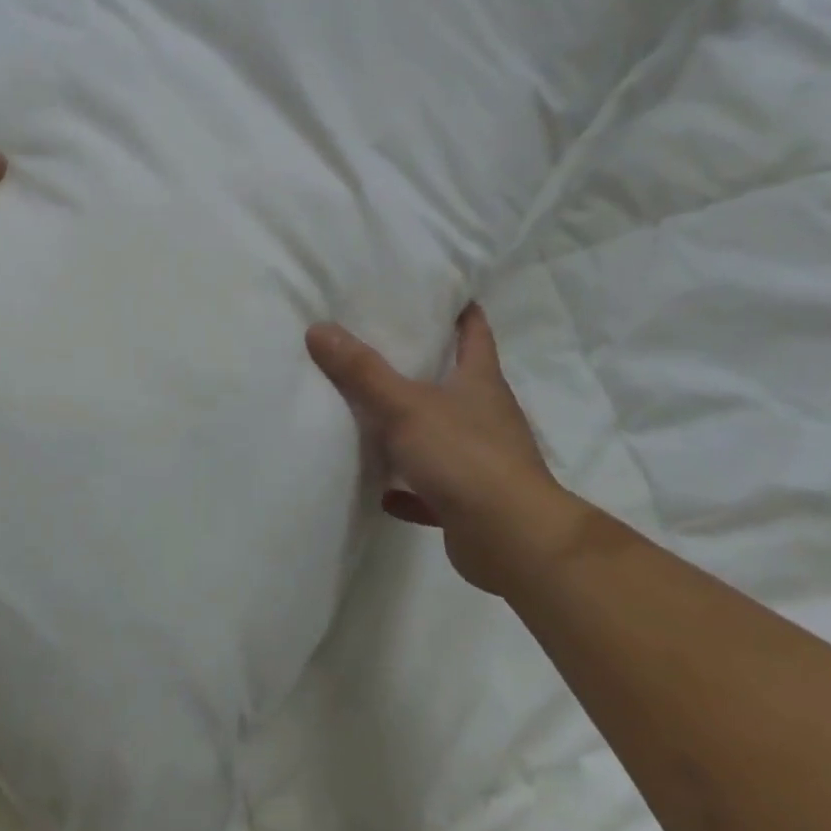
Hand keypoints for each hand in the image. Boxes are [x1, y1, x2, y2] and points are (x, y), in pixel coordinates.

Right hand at [307, 304, 557, 589]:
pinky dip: (410, 488)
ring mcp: (481, 460)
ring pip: (442, 434)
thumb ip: (362, 371)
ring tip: (372, 414)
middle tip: (380, 345)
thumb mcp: (405, 406)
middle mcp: (486, 415)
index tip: (436, 290)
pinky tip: (383, 491)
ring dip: (413, 429)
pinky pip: (432, 487)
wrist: (511, 539)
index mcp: (480, 382)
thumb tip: (319, 328)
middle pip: (456, 380)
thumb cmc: (464, 456)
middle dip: (425, 364)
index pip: (475, 332)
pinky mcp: (470, 500)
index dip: (460, 309)